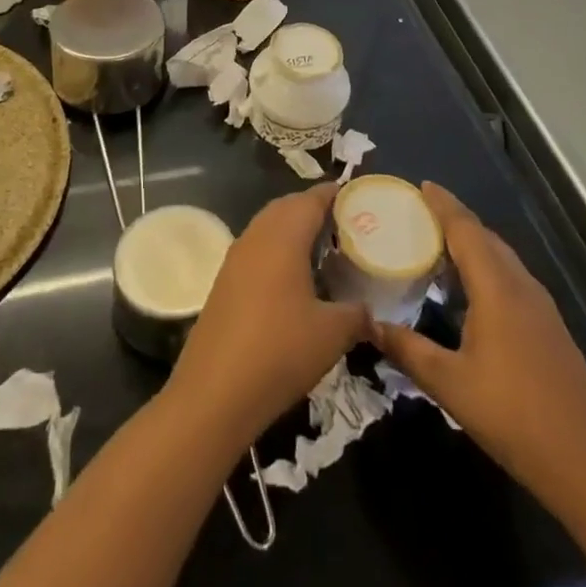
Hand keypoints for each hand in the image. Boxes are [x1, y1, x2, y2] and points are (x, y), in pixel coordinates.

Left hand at [165, 183, 370, 448]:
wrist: (214, 392)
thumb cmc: (280, 351)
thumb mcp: (332, 334)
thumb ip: (356, 315)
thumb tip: (370, 313)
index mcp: (283, 235)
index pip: (312, 198)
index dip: (336, 194)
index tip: (359, 197)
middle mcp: (257, 235)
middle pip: (288, 207)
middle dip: (315, 209)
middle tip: (346, 225)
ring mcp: (236, 257)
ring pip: (270, 226)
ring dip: (294, 230)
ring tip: (324, 250)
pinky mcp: (224, 280)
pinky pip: (257, 249)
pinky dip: (278, 251)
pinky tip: (294, 280)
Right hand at [373, 183, 585, 516]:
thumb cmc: (515, 417)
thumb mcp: (451, 386)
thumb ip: (408, 350)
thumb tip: (370, 325)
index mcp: (497, 289)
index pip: (466, 230)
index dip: (443, 205)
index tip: (421, 185)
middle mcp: (522, 287)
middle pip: (486, 238)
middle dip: (455, 221)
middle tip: (420, 215)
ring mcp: (542, 308)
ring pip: (502, 259)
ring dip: (473, 245)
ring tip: (439, 246)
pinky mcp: (551, 329)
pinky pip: (512, 279)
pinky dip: (488, 268)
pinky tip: (472, 291)